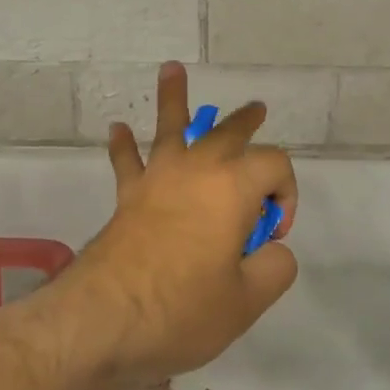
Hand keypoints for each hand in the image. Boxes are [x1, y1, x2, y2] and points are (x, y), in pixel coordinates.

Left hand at [68, 62, 298, 389]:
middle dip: (247, 122)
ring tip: (172, 70)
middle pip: (228, 133)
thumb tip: (272, 250)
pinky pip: (127, 161)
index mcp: (234, 187)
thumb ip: (275, 268)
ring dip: (175, 98)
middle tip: (257, 111)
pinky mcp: (128, 198)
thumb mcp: (248, 301)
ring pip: (171, 129)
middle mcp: (197, 171)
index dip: (286, 194)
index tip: (272, 235)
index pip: (275, 165)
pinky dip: (124, 145)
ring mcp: (158, 180)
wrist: (103, 319)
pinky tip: (118, 129)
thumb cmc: (182, 308)